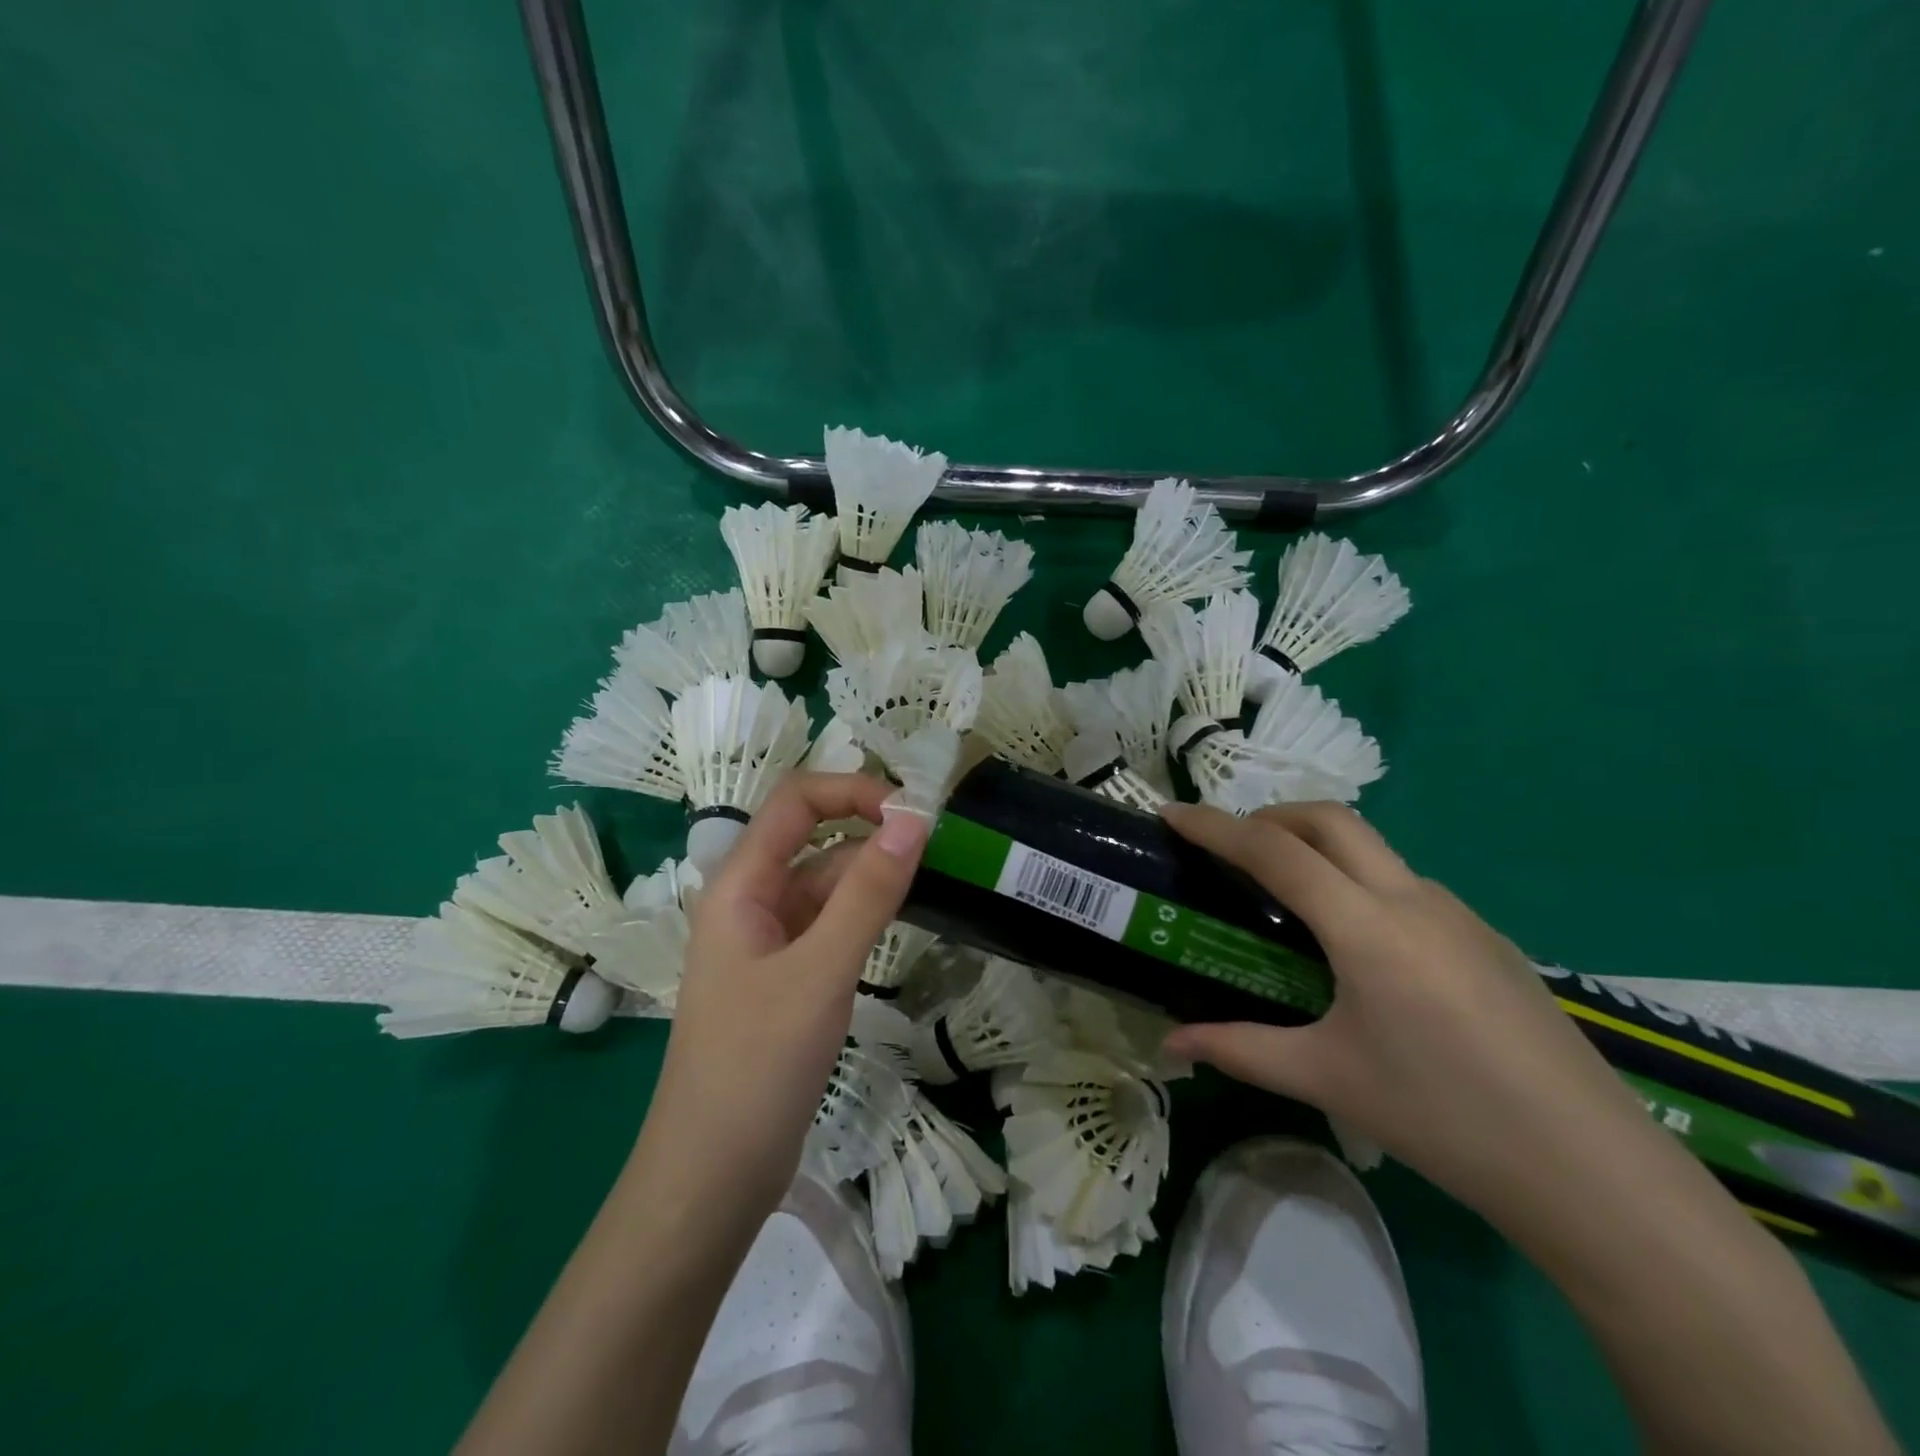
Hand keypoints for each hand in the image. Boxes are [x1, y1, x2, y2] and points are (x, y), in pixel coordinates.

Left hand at [636, 773, 929, 1221]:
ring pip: (825, 882)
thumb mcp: (820, 972)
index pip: (796, 801)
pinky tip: (901, 920)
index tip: (913, 813)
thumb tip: (913, 819)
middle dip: (870, 829)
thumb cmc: (757, 1065)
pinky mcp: (786, 975)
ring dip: (872, 873)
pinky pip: (828, 922)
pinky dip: (864, 912)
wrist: (713, 1176)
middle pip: (812, 837)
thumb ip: (867, 893)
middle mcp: (750, 900)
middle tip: (937, 842)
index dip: (853, 791)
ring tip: (933, 877)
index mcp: (740, 884)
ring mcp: (767, 939)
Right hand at [1157, 800, 1655, 1222]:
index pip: (1274, 853)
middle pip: (1330, 820)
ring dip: (1318, 845)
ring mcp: (1458, 914)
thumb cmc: (1444, 1118)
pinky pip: (1405, 883)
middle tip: (1231, 847)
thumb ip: (1240, 1050)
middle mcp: (1412, 900)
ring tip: (1287, 894)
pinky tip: (1357, 944)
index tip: (1172, 814)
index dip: (1215, 827)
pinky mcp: (1487, 937)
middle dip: (1270, 816)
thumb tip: (1172, 1044)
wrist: (1593, 1171)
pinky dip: (1358, 880)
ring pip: (1373, 848)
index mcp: (1366, 928)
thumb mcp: (1327, 1079)